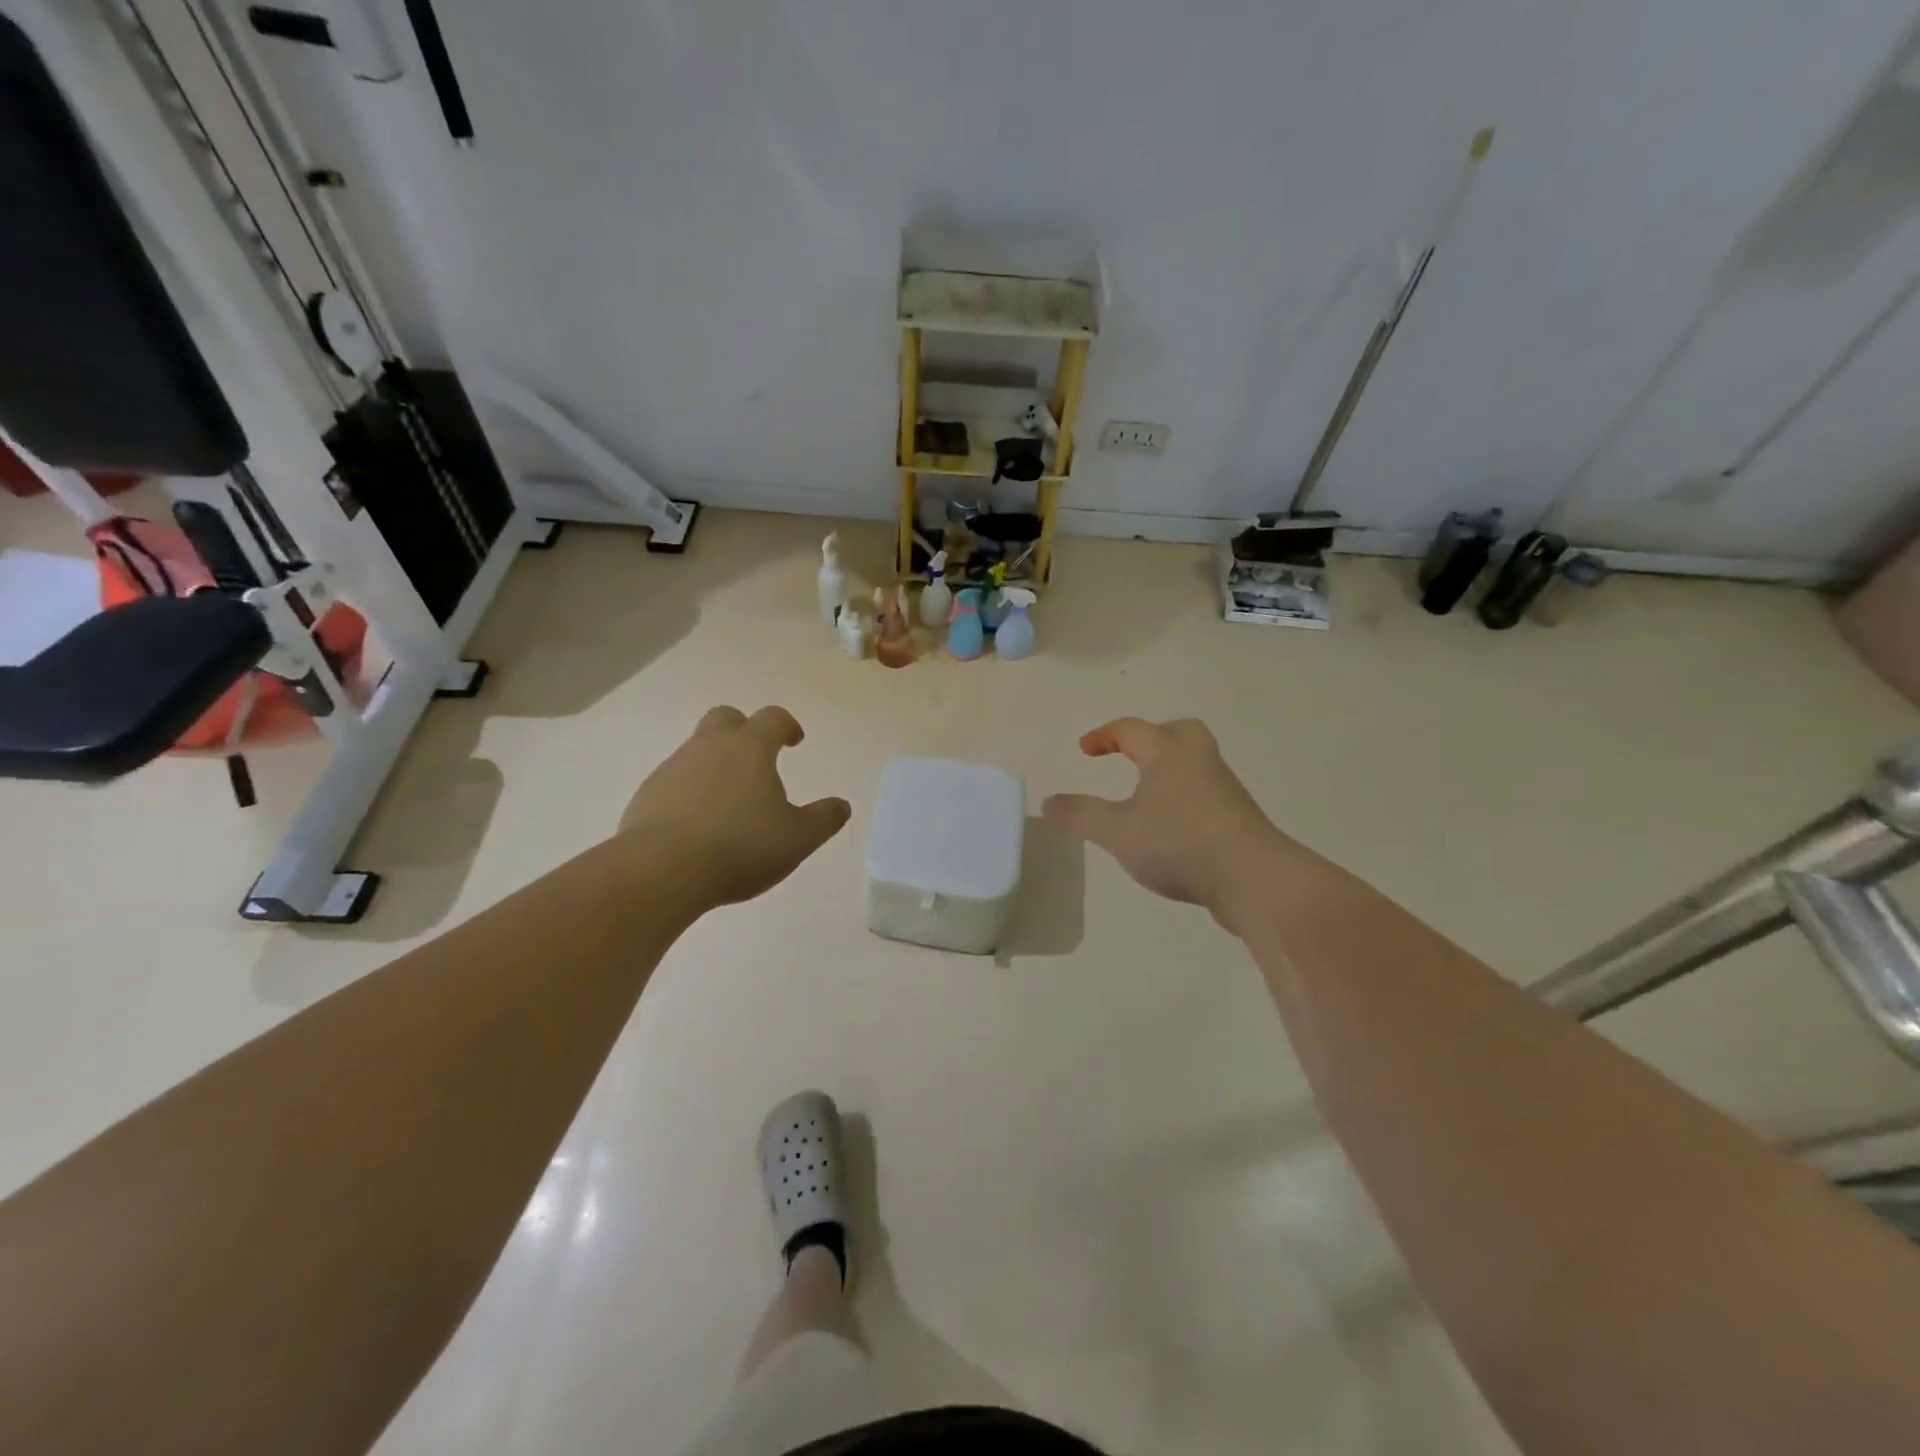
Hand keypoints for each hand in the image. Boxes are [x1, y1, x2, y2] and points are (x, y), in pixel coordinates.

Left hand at [618, 706, 850, 907]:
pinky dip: (690, 792)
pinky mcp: (646, 795)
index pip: (772, 718)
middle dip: (743, 730)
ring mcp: (672, 768)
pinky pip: (674, 782)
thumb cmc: (741, 847)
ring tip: (730, 802)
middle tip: (757, 758)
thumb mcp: (798, 838)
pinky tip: (699, 825)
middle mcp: (708, 747)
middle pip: (725, 718)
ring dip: (715, 765)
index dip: (787, 726)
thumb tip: (841, 805)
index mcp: (749, 748)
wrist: (661, 870)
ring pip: (697, 750)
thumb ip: (824, 819)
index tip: (795, 741)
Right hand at [1043, 717, 1291, 922]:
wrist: (1254, 879)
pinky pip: (1207, 794)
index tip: (1085, 751)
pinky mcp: (1238, 819)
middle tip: (1131, 755)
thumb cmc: (1179, 843)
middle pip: (1179, 731)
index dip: (1104, 736)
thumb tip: (1049, 802)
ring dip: (1170, 770)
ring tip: (1146, 797)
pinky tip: (1171, 829)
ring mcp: (1224, 790)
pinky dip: (1185, 799)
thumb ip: (1080, 815)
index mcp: (1168, 754)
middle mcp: (1200, 762)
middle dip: (1152, 737)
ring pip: (1196, 763)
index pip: (1132, 730)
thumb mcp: (1117, 831)